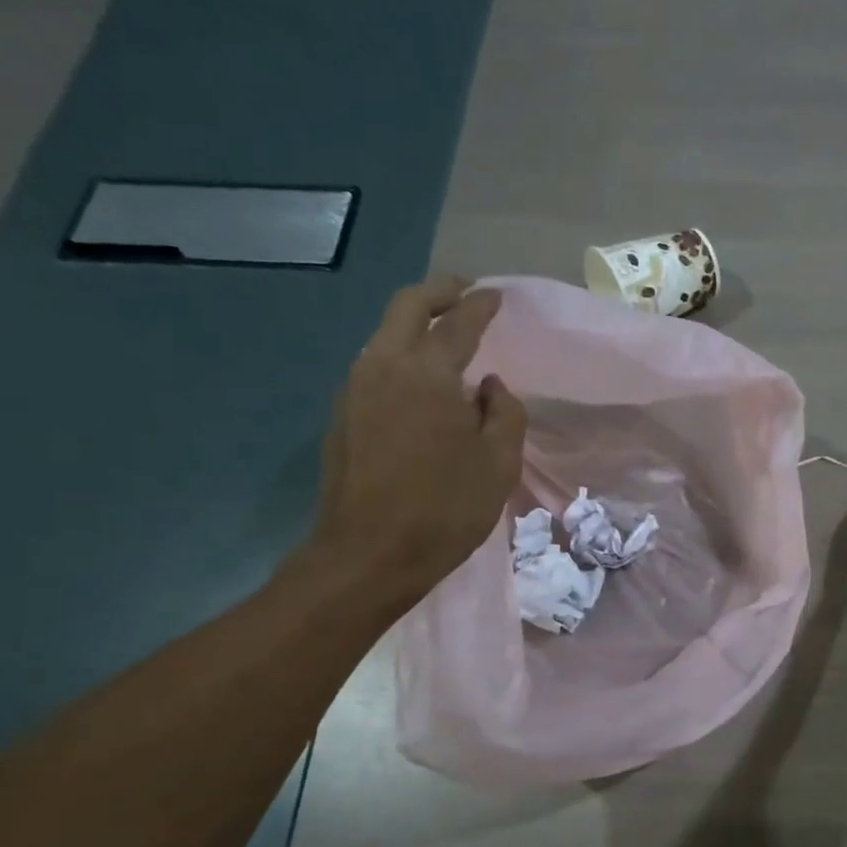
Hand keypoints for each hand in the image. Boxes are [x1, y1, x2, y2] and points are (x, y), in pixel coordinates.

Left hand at [300, 277, 525, 613]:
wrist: (368, 554)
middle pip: (406, 307)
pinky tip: (418, 382)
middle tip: (463, 291)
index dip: (480, 306)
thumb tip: (491, 387)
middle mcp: (384, 367)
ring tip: (442, 336)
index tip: (495, 296)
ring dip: (413, 323)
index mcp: (428, 375)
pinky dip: (399, 356)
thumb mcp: (498, 465)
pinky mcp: (342, 415)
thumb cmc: (445, 510)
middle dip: (437, 292)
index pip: (458, 323)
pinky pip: (374, 366)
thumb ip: (505, 415)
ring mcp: (355, 389)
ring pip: (383, 335)